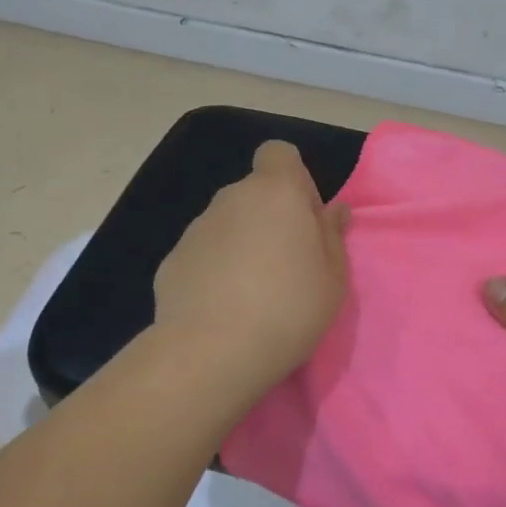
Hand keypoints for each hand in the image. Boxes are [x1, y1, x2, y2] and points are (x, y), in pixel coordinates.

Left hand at [153, 141, 349, 393]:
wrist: (213, 352)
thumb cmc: (289, 307)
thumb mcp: (333, 276)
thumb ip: (332, 235)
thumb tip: (333, 209)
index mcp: (276, 192)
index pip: (279, 154)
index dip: (294, 179)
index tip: (305, 219)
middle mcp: (231, 198)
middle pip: (255, 193)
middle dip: (271, 217)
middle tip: (287, 265)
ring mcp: (196, 228)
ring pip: (228, 224)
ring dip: (243, 244)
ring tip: (254, 294)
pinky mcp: (172, 261)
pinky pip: (204, 254)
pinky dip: (215, 270)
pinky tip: (223, 309)